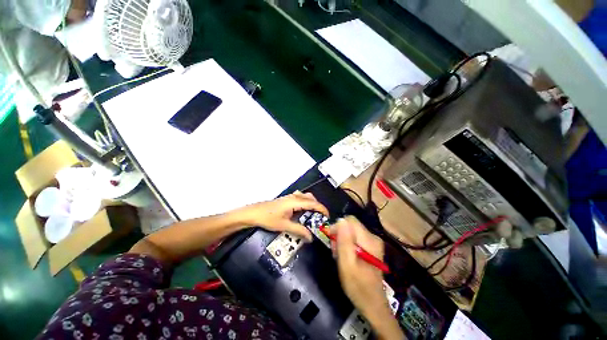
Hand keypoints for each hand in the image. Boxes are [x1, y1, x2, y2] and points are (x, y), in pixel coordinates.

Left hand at [238, 191, 328, 241]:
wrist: (253, 213)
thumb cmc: (268, 218)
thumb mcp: (284, 226)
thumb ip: (299, 230)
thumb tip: (310, 237)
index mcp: (295, 202)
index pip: (313, 203)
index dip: (322, 209)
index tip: (327, 216)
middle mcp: (293, 197)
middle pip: (310, 198)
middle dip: (317, 206)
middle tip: (320, 217)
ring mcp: (289, 197)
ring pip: (305, 196)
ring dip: (311, 203)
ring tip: (312, 214)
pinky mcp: (285, 199)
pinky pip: (299, 197)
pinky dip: (305, 202)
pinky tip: (302, 211)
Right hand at [333, 217, 403, 339]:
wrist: (372, 303)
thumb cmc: (358, 286)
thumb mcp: (347, 264)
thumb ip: (344, 241)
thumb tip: (340, 220)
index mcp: (369, 239)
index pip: (349, 220)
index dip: (338, 227)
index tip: (332, 241)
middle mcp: (373, 237)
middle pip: (350, 226)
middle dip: (339, 236)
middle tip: (336, 252)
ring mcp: (372, 242)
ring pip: (350, 232)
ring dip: (342, 242)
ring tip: (340, 257)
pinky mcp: (370, 247)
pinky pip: (354, 239)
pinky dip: (347, 246)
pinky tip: (345, 258)